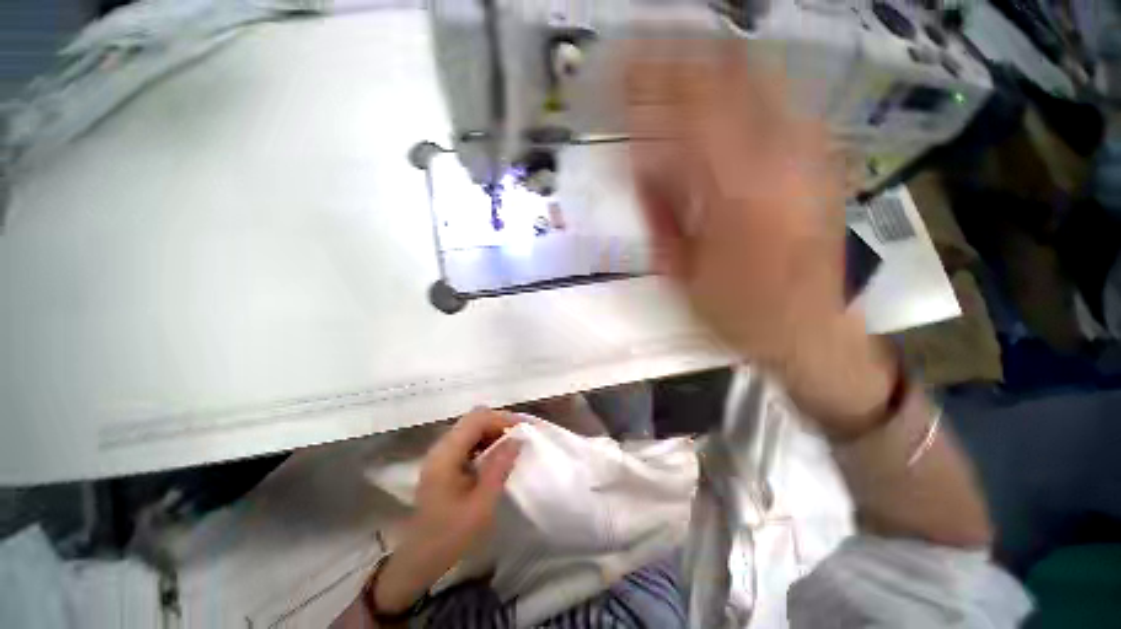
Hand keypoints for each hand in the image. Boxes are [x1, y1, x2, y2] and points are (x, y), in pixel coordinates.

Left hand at [371, 408, 520, 614]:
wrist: (419, 560)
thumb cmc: (450, 535)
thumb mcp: (481, 505)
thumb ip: (499, 467)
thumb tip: (517, 439)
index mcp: (446, 454)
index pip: (477, 419)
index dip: (503, 418)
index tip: (526, 427)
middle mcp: (442, 447)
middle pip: (474, 419)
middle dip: (500, 422)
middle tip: (522, 435)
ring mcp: (442, 454)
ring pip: (472, 428)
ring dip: (494, 431)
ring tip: (514, 444)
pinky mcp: (445, 462)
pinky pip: (469, 441)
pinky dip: (487, 442)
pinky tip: (498, 456)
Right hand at [626, 44, 896, 434]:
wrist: (812, 332)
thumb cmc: (739, 314)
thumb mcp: (682, 272)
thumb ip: (660, 211)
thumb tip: (640, 161)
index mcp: (737, 194)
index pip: (685, 111)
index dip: (648, 83)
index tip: (618, 69)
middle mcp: (782, 157)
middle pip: (728, 74)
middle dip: (679, 58)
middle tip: (642, 56)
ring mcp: (811, 152)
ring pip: (757, 79)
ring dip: (708, 68)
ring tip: (673, 68)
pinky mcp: (824, 160)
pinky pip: (779, 105)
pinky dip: (741, 91)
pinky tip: (719, 101)